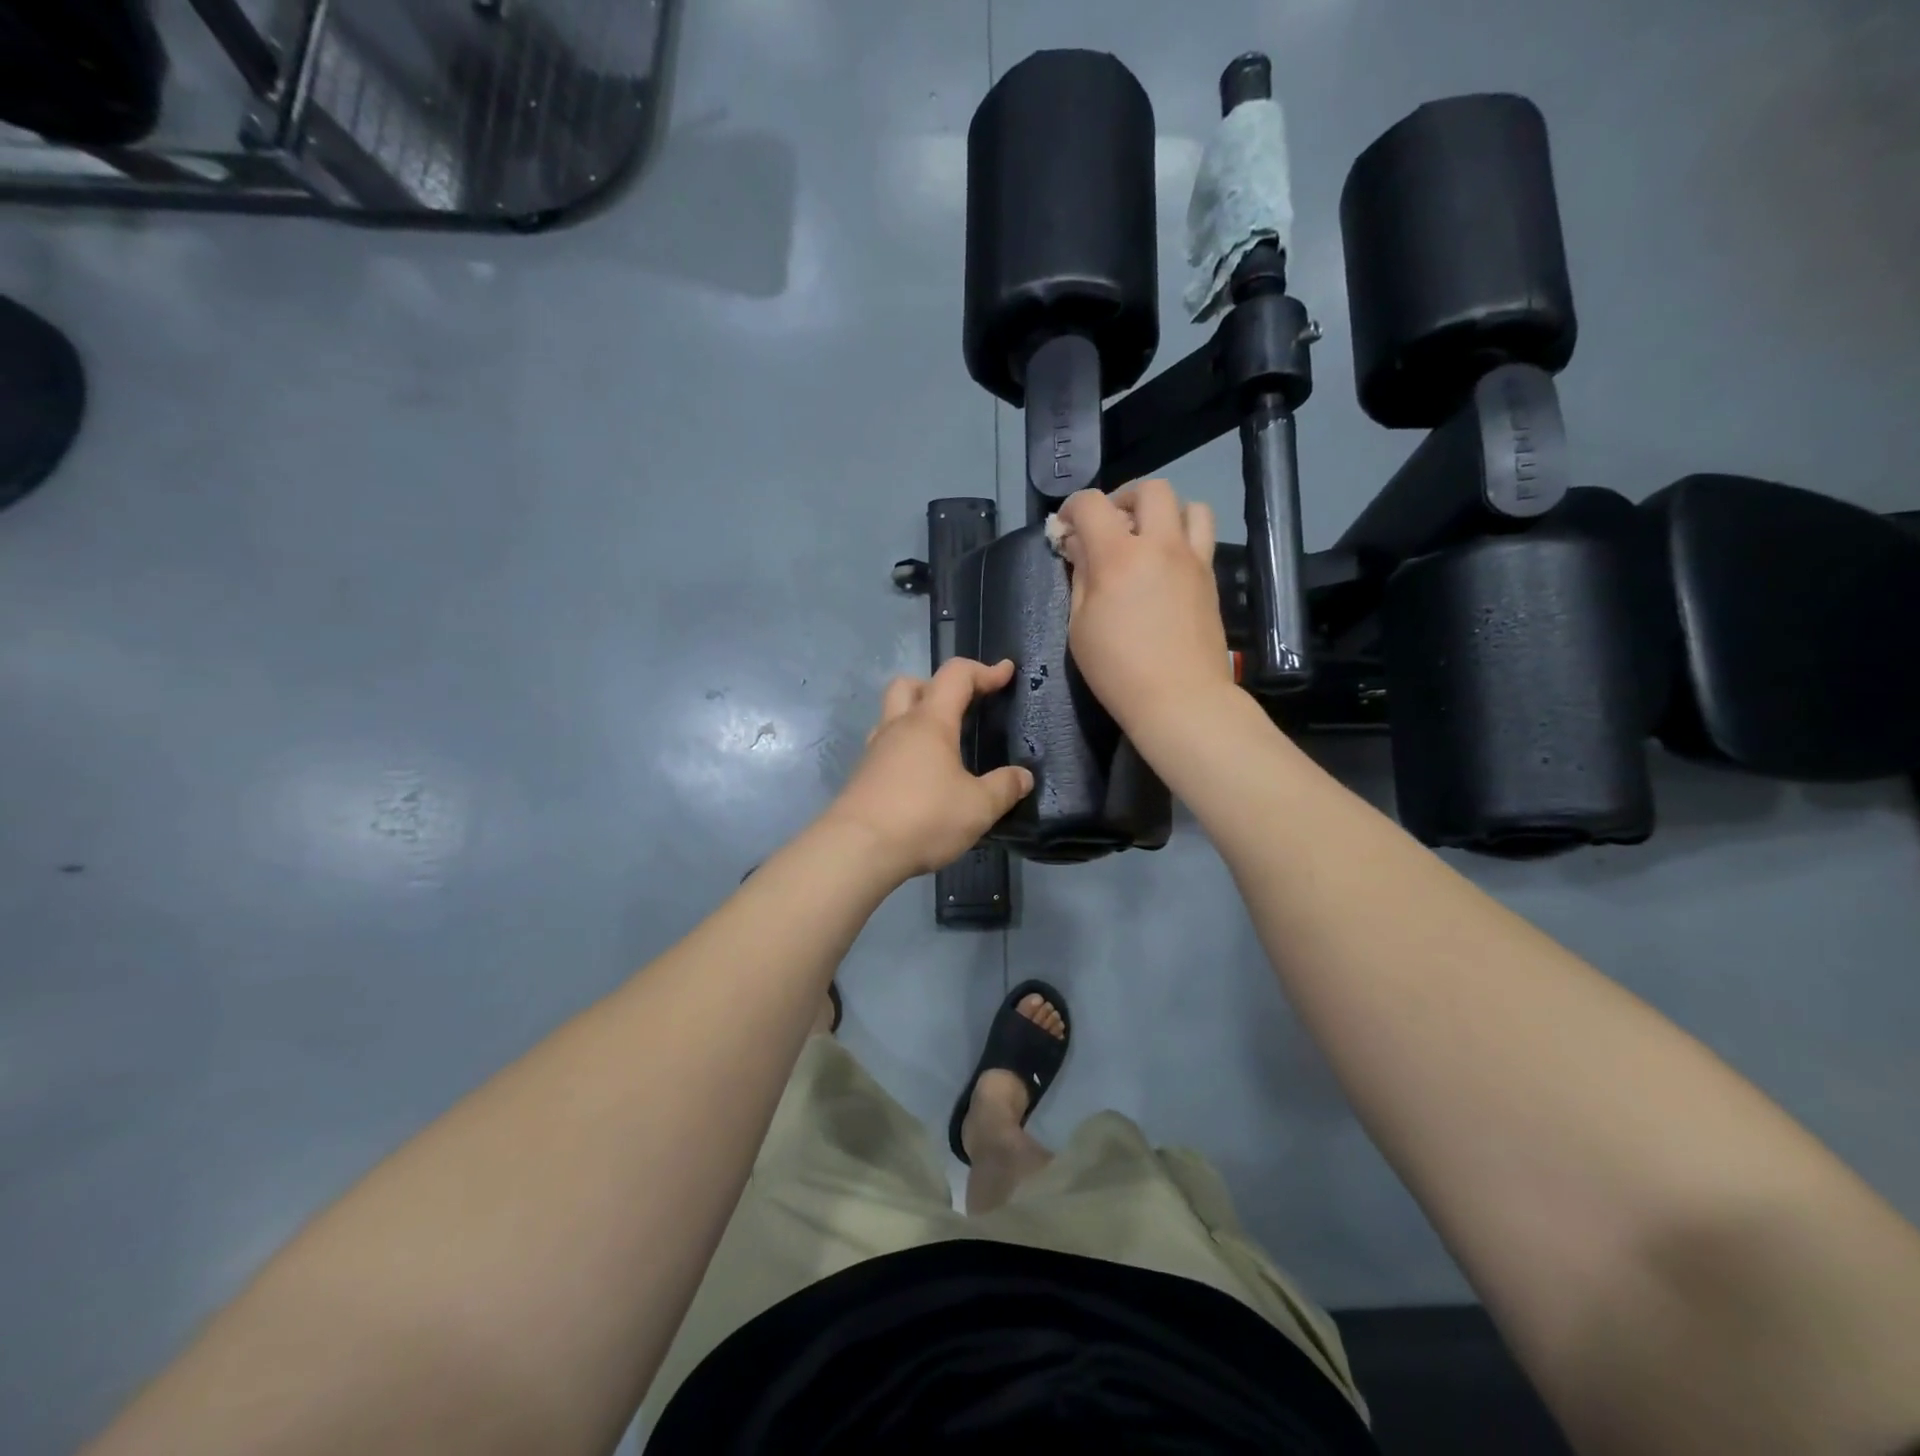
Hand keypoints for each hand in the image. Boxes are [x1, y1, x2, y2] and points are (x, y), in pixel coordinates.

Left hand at [821, 658, 1034, 880]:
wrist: (857, 850)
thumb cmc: (923, 818)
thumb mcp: (978, 807)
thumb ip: (1004, 788)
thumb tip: (1023, 777)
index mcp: (929, 722)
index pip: (956, 676)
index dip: (984, 670)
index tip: (1006, 673)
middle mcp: (898, 728)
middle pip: (910, 685)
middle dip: (937, 686)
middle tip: (960, 707)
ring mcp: (874, 751)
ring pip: (892, 716)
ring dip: (916, 719)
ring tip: (942, 747)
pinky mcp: (862, 777)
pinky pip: (885, 749)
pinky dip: (905, 751)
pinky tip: (921, 778)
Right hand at [1054, 480, 1234, 737]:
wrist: (1181, 699)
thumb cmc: (1118, 670)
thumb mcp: (1080, 626)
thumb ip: (1081, 576)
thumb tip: (1080, 546)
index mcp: (1118, 556)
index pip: (1091, 505)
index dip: (1071, 508)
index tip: (1065, 528)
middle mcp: (1161, 545)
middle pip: (1150, 489)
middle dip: (1123, 498)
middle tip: (1110, 525)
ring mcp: (1193, 559)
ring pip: (1189, 505)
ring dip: (1164, 512)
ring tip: (1147, 538)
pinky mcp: (1211, 578)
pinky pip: (1202, 536)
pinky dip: (1183, 535)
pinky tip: (1166, 565)